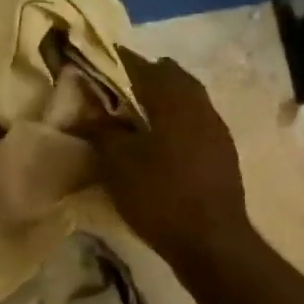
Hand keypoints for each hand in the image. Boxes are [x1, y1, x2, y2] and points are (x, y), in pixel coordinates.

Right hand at [88, 49, 251, 268]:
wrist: (210, 241)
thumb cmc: (159, 196)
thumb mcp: (118, 163)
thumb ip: (100, 130)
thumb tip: (81, 110)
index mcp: (174, 99)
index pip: (140, 65)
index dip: (115, 62)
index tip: (93, 67)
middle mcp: (200, 105)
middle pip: (170, 76)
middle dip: (142, 78)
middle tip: (114, 94)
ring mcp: (216, 129)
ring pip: (186, 99)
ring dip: (161, 101)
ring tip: (133, 119)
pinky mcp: (222, 152)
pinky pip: (194, 122)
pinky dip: (174, 122)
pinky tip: (158, 144)